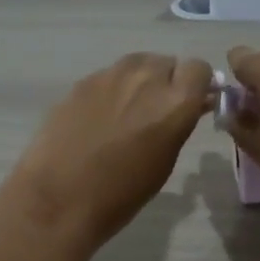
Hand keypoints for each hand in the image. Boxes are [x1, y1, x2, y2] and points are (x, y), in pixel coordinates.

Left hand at [0, 53, 214, 250]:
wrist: (60, 198)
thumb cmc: (122, 194)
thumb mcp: (165, 161)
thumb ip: (180, 123)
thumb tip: (192, 105)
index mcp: (175, 101)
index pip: (199, 69)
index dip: (197, 85)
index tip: (190, 102)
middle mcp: (146, 78)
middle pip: (167, 63)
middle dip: (167, 81)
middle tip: (155, 111)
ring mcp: (110, 76)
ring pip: (136, 64)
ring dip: (139, 80)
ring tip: (127, 111)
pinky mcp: (82, 82)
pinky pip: (108, 76)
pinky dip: (111, 90)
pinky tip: (98, 118)